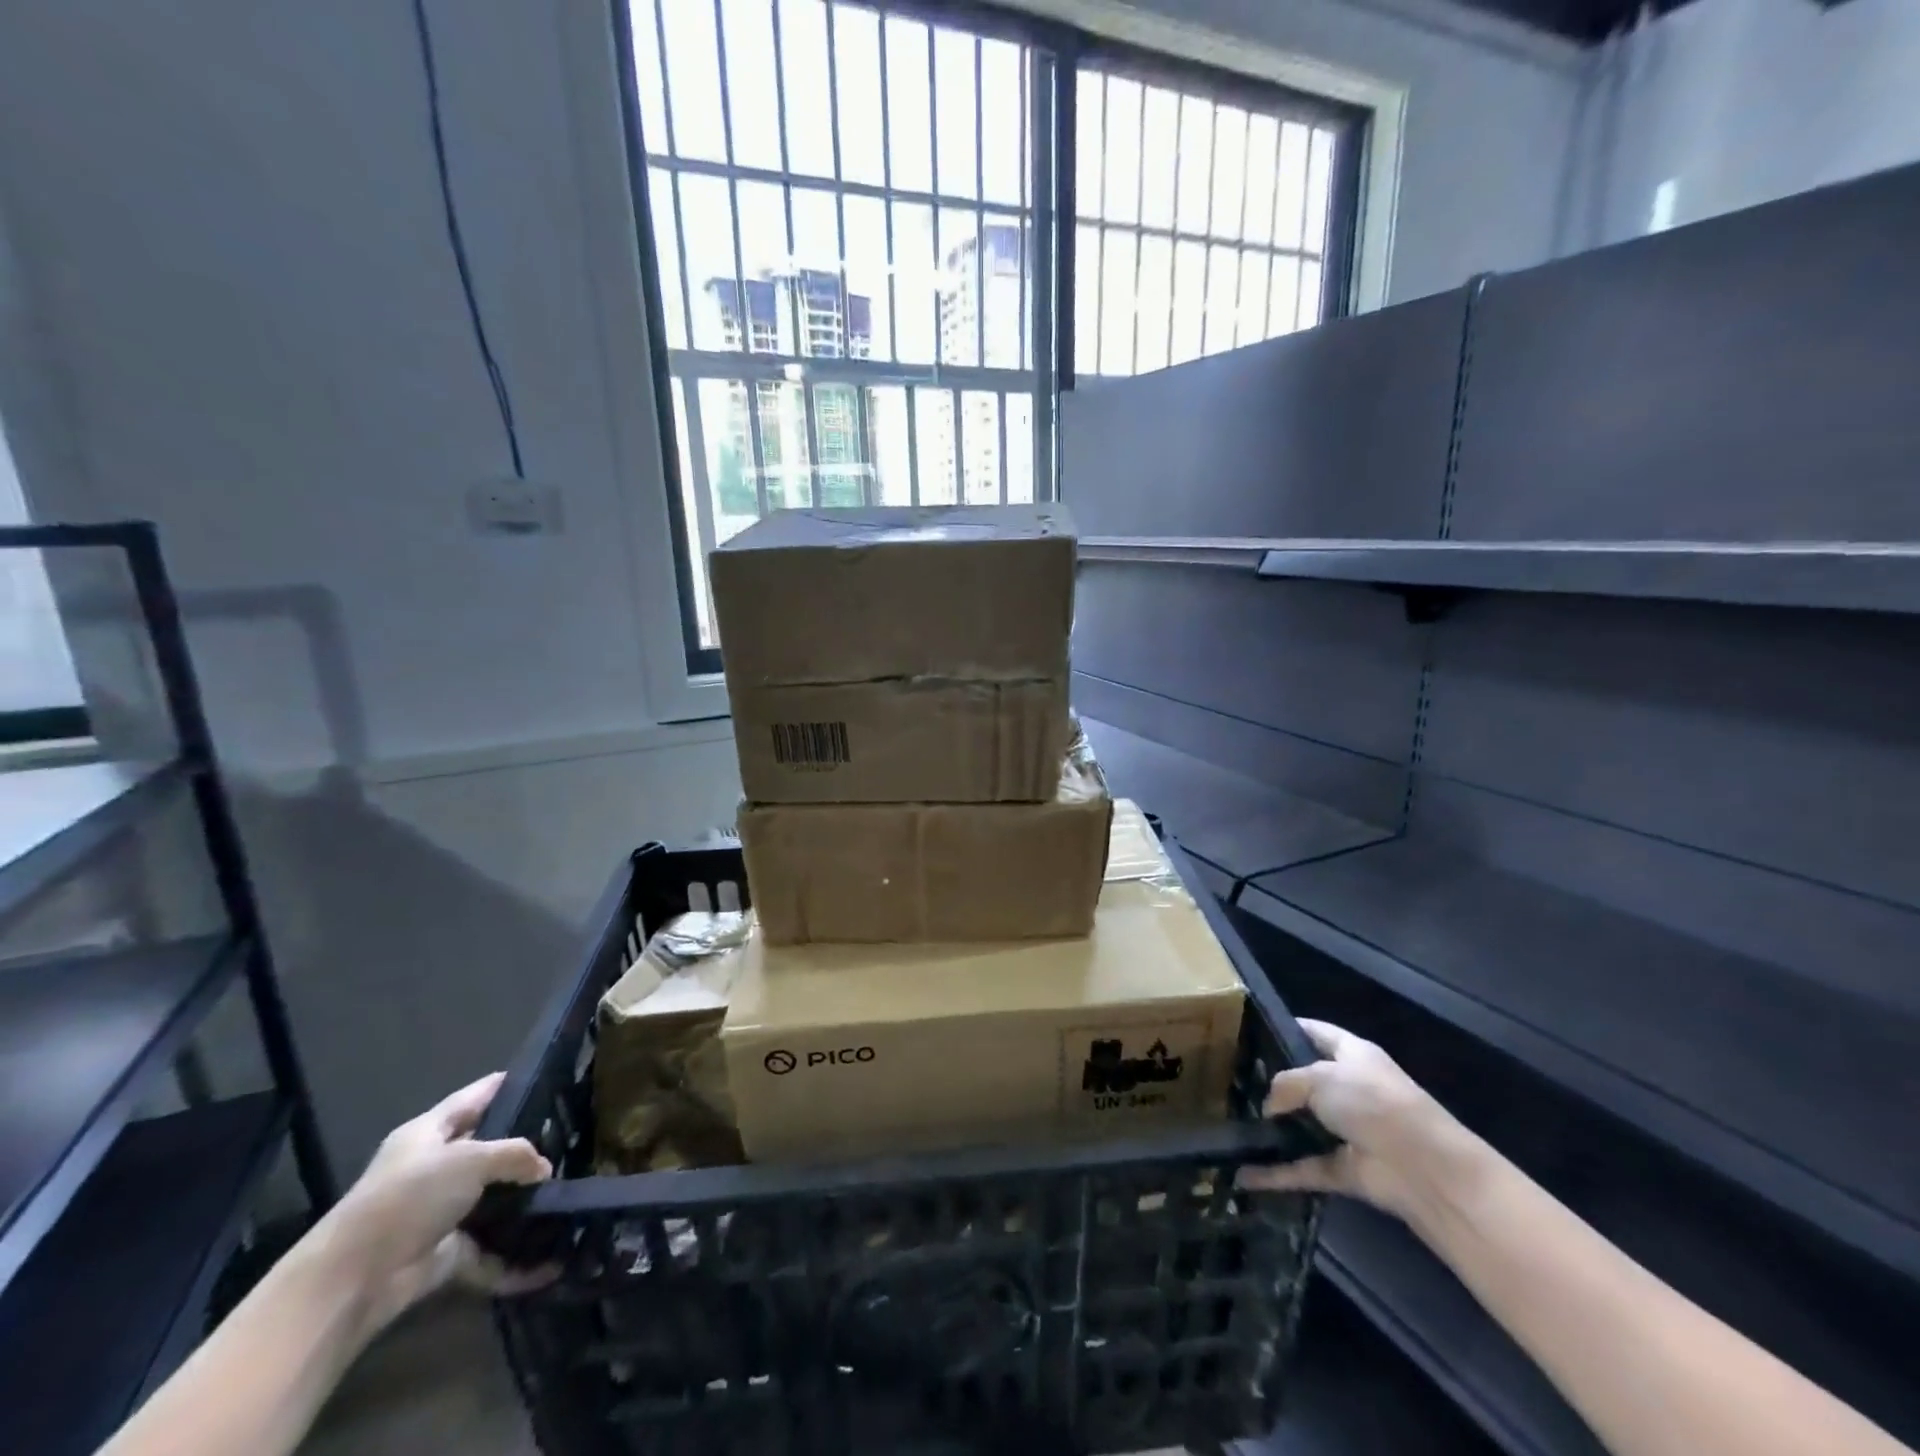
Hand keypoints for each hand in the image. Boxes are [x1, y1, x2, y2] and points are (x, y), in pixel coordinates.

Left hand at [313, 1073, 552, 1330]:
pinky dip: (513, 1259)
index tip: (550, 1076)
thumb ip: (515, 1154)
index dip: (509, 1083)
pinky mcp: (443, 1252)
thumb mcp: (471, 1159)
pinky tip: (548, 1261)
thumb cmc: (409, 1197)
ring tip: (568, 1192)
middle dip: (526, 1148)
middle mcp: (433, 1167)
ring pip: (492, 1198)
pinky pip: (488, 1250)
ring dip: (524, 1202)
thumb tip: (543, 1169)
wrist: (353, 1280)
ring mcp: (438, 1212)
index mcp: (429, 1132)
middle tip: (571, 1140)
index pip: (476, 1096)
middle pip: (488, 1149)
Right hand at [1240, 1020, 1479, 1218]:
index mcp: (1353, 1055)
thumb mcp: (1320, 1077)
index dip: (1288, 1028)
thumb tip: (1269, 1107)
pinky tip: (1244, 1175)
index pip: (1317, 1033)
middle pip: (1306, 1081)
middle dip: (1273, 1083)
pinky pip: (1303, 1167)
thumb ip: (1286, 1084)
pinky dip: (1277, 1174)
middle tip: (1233, 1081)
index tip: (1251, 1030)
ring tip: (1232, 1122)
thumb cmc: (1373, 1103)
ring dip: (1273, 1130)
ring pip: (1302, 1126)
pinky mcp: (1345, 1169)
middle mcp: (1351, 1090)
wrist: (1424, 1170)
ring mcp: (1348, 1131)